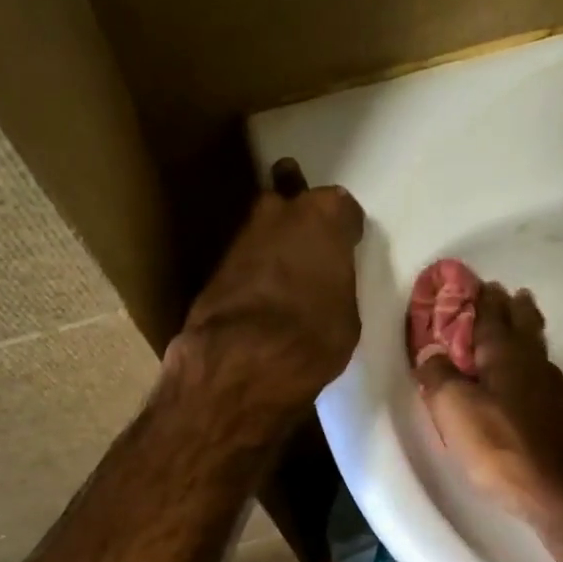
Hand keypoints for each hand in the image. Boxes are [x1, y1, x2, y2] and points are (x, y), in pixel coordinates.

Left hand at [168, 159, 364, 421]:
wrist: (246, 359)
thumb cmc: (315, 334)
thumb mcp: (346, 312)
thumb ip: (336, 282)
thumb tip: (324, 284)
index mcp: (325, 215)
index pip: (342, 207)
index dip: (344, 228)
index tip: (346, 245)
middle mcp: (281, 212)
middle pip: (293, 202)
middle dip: (299, 220)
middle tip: (310, 249)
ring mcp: (243, 235)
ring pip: (264, 228)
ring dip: (273, 244)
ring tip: (284, 274)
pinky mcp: (216, 265)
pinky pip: (245, 260)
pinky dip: (253, 270)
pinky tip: (261, 293)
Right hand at [414, 283, 562, 523]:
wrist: (557, 492)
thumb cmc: (499, 446)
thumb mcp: (454, 410)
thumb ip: (438, 377)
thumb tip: (430, 353)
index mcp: (505, 356)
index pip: (492, 318)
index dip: (485, 300)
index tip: (483, 283)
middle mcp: (534, 365)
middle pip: (525, 328)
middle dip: (515, 309)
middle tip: (512, 294)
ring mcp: (556, 392)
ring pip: (540, 353)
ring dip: (530, 336)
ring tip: (525, 330)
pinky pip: (548, 383)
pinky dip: (538, 374)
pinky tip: (538, 387)